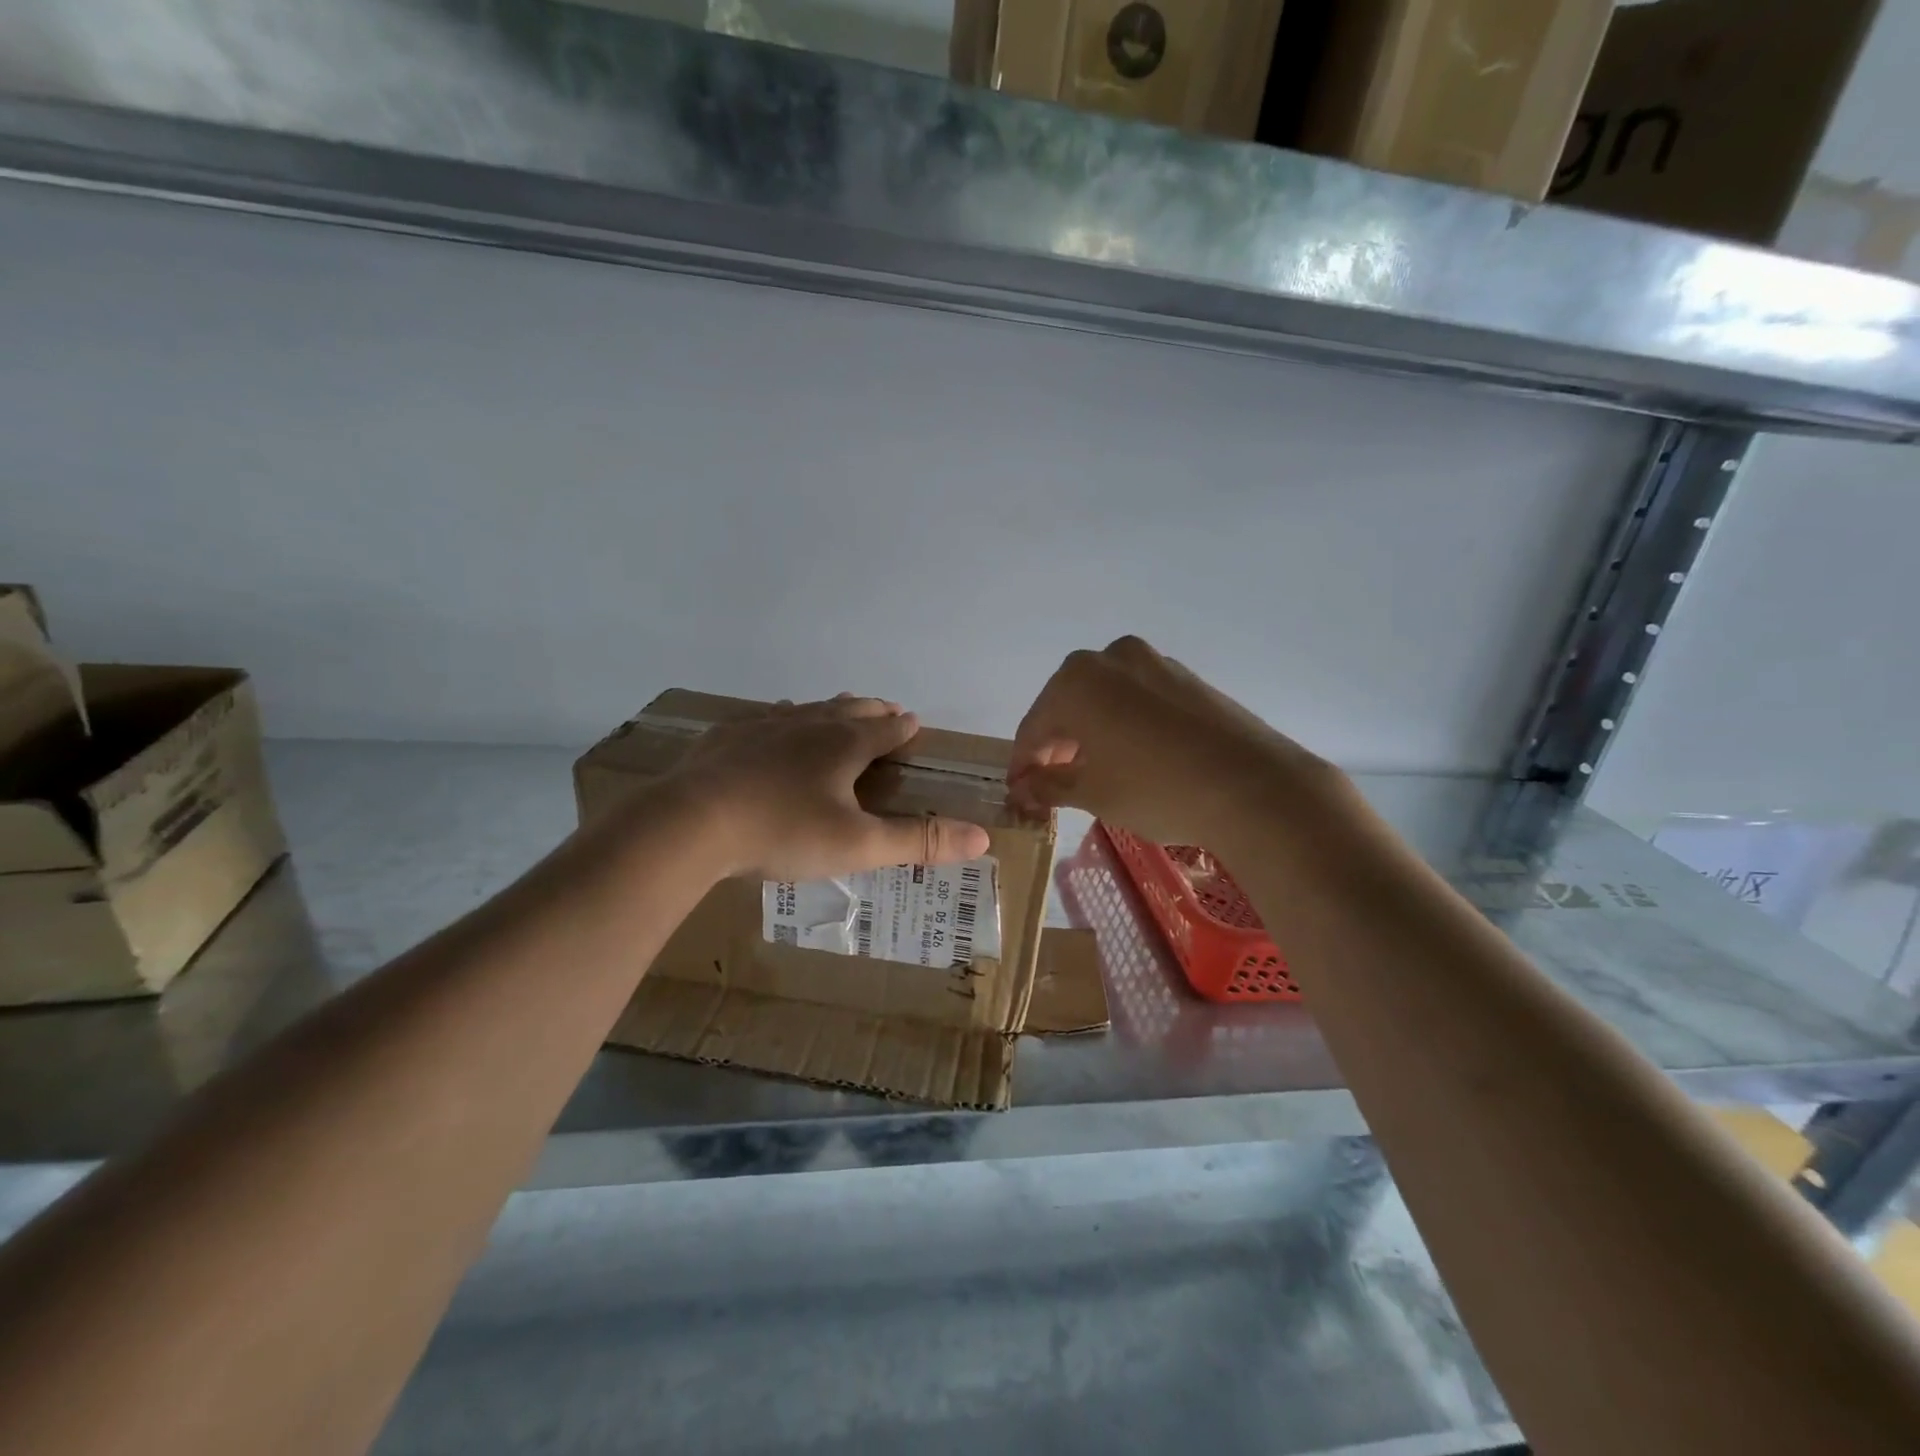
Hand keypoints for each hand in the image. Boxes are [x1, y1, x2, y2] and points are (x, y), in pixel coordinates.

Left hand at [673, 695, 991, 880]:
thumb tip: (982, 837)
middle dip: (872, 710)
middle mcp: (808, 724)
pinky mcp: (726, 737)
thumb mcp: (858, 845)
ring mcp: (763, 726)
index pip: (885, 729)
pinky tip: (771, 725)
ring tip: (837, 710)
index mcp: (843, 744)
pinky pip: (763, 719)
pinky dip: (781, 720)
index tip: (914, 722)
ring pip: (807, 709)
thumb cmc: (783, 831)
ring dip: (829, 710)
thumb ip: (918, 841)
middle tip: (886, 710)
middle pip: (849, 709)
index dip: (903, 727)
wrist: (691, 823)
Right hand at [1009, 636, 1349, 849]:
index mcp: (1076, 681)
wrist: (1254, 787)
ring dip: (1091, 734)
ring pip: (1104, 700)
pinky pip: (1138, 699)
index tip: (1020, 793)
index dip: (1023, 764)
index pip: (1034, 727)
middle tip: (1054, 786)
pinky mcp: (1187, 678)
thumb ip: (1048, 785)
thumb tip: (1021, 788)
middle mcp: (1110, 658)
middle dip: (1057, 747)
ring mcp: (1154, 662)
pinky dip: (1124, 725)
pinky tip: (1133, 758)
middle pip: (1067, 706)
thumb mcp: (1092, 793)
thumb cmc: (1155, 789)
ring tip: (1095, 773)